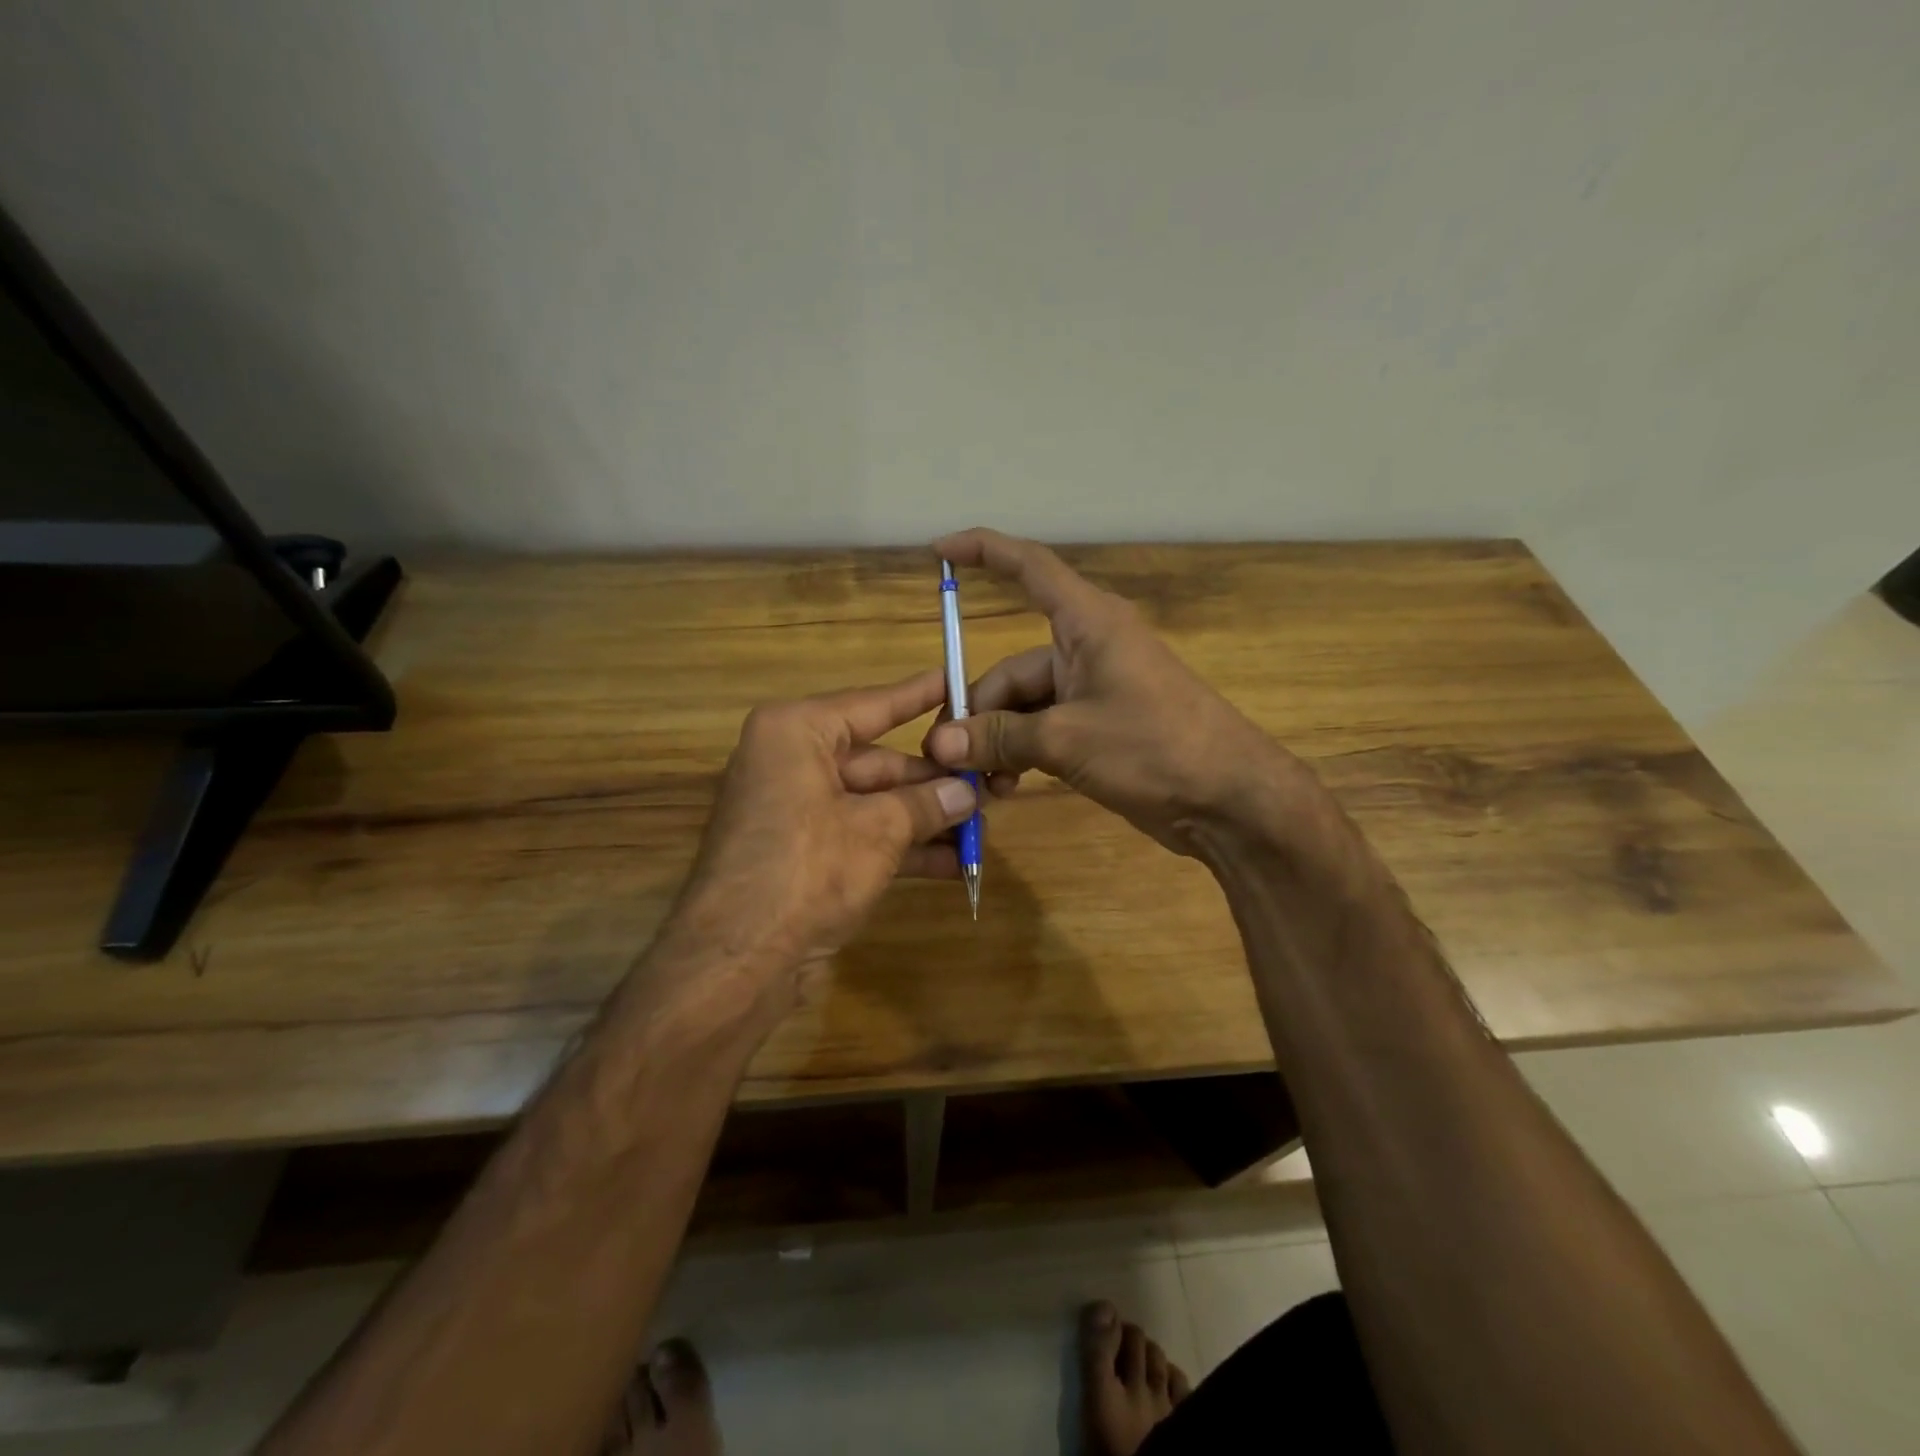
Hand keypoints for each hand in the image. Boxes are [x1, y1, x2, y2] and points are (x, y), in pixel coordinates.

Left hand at [664, 670, 977, 980]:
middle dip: (932, 783)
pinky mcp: (802, 854)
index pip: (872, 705)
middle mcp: (791, 763)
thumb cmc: (807, 870)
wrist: (737, 961)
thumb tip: (966, 793)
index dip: (919, 696)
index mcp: (796, 733)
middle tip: (987, 786)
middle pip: (877, 762)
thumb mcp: (878, 830)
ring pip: (872, 803)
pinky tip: (951, 864)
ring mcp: (795, 811)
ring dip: (924, 820)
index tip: (956, 679)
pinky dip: (900, 848)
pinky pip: (860, 836)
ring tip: (980, 829)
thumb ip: (925, 805)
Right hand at [923, 529, 1295, 856]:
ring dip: (999, 742)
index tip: (938, 551)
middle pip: (1012, 668)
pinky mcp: (1101, 728)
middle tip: (951, 757)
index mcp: (1087, 624)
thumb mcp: (1066, 739)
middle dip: (979, 712)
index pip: (1029, 568)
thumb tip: (940, 742)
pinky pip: (1045, 730)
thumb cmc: (1153, 747)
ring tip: (983, 784)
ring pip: (1025, 707)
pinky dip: (1022, 754)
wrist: (1230, 799)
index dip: (984, 551)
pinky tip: (1007, 787)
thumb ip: (1000, 737)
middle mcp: (1087, 648)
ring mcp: (1095, 691)